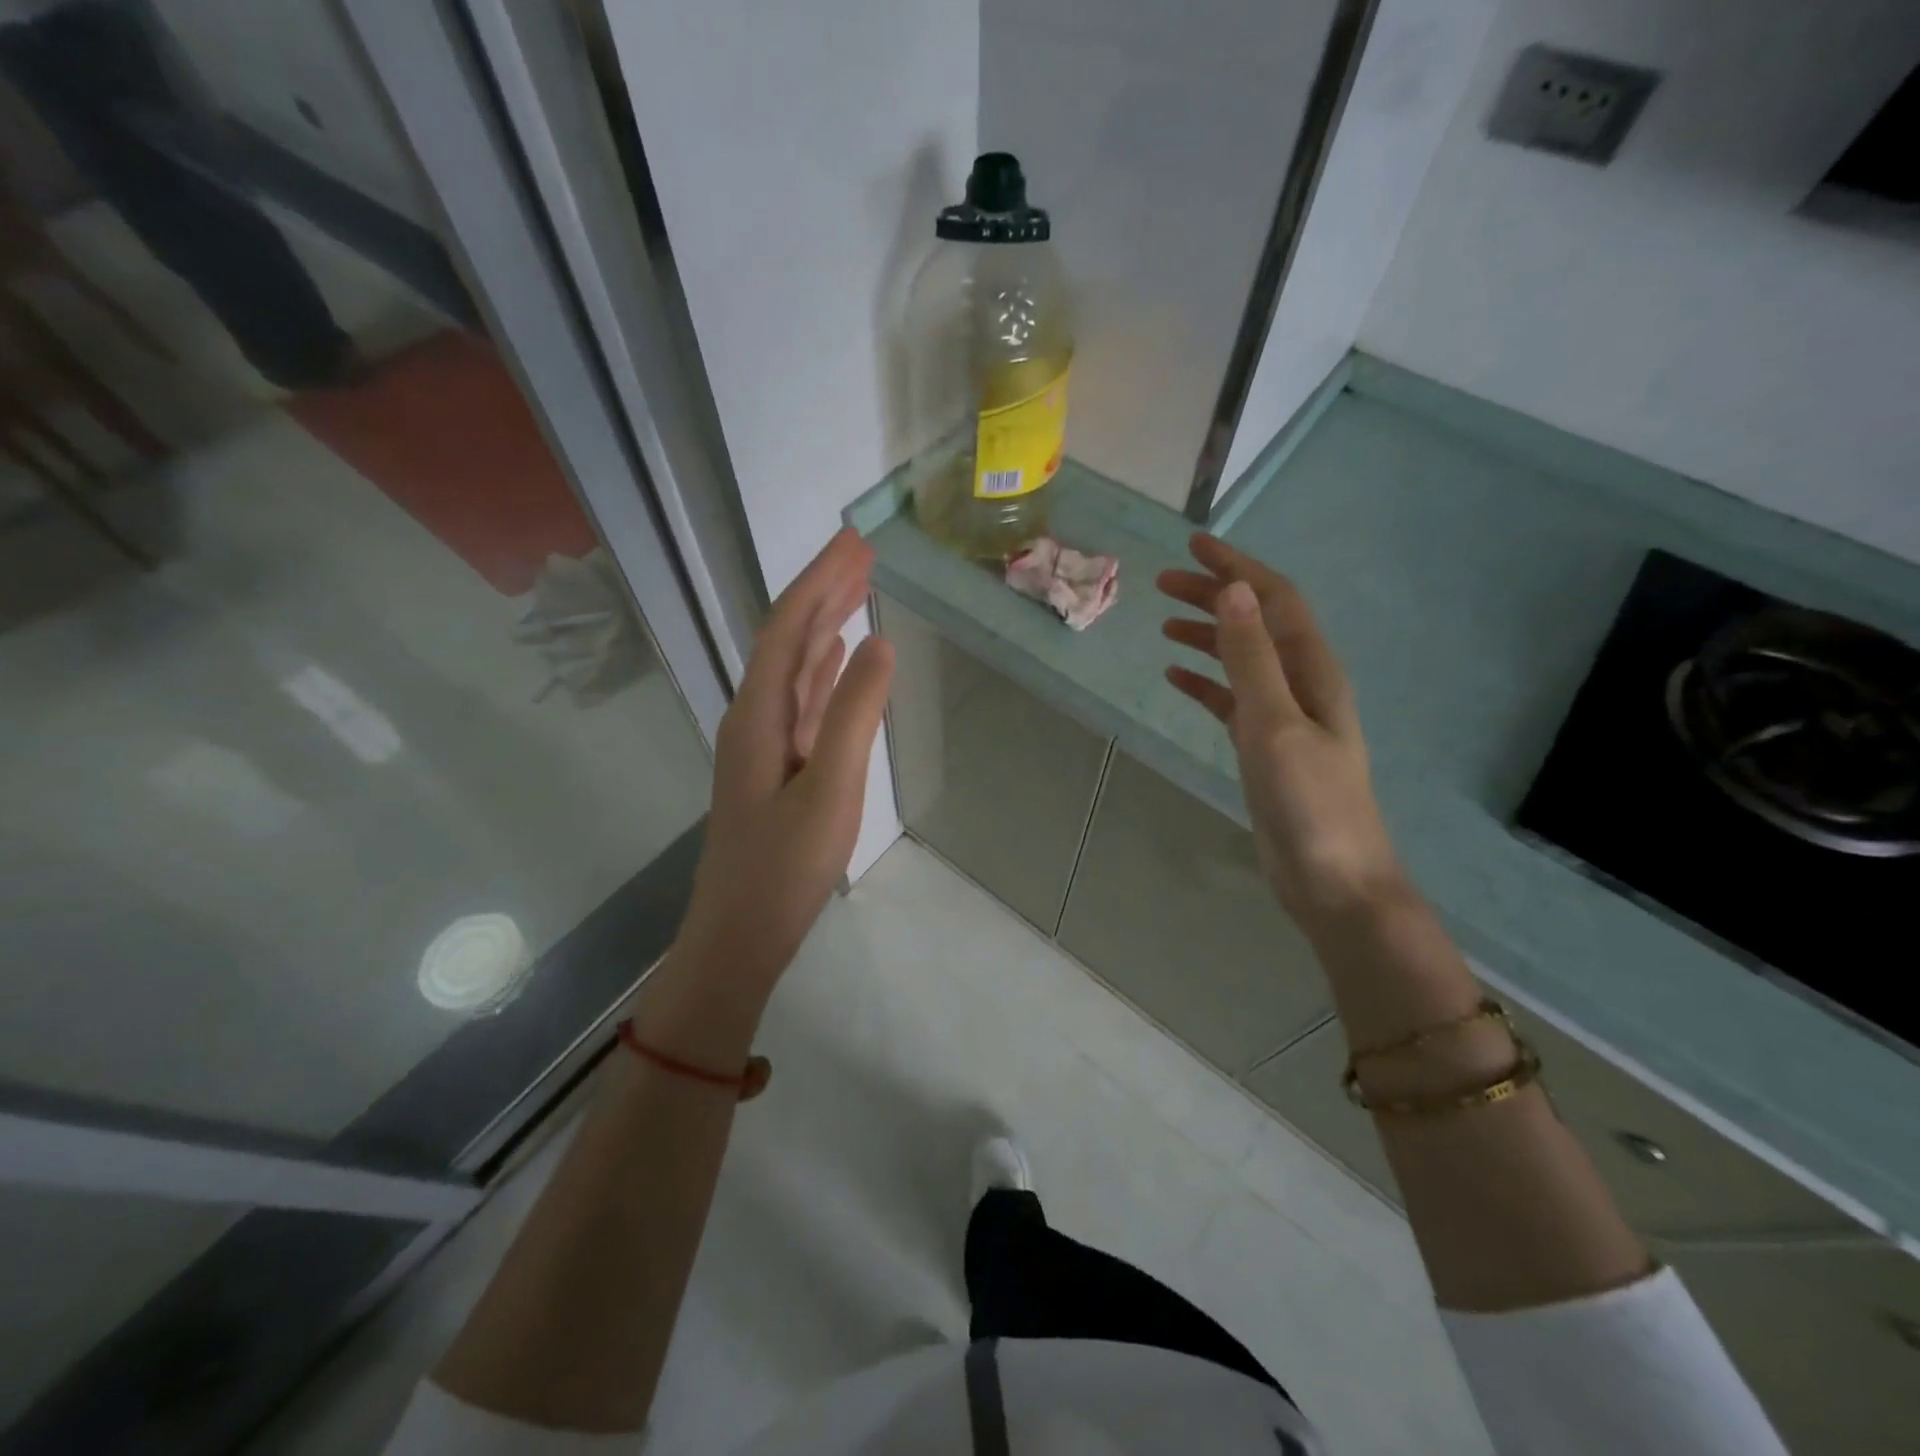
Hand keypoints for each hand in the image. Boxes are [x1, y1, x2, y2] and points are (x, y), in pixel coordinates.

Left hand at [675, 529, 894, 995]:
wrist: (741, 932)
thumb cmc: (785, 865)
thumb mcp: (831, 787)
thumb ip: (855, 712)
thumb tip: (879, 642)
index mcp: (760, 713)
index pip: (790, 626)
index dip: (821, 579)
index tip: (855, 540)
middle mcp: (756, 715)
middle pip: (789, 637)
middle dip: (824, 590)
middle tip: (863, 552)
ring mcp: (766, 742)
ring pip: (796, 666)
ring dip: (825, 624)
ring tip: (858, 588)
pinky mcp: (779, 766)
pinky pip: (803, 699)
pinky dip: (823, 669)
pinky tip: (837, 657)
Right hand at [1159, 534, 1402, 929]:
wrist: (1333, 880)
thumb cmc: (1309, 802)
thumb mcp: (1275, 724)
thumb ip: (1253, 658)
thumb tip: (1234, 590)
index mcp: (1313, 671)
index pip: (1274, 601)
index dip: (1237, 568)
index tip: (1195, 545)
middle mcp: (1302, 685)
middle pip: (1256, 624)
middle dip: (1215, 596)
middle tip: (1164, 582)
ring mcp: (1284, 717)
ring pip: (1242, 660)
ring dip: (1208, 635)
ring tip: (1165, 623)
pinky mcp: (1265, 748)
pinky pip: (1231, 700)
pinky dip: (1205, 683)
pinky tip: (1177, 677)